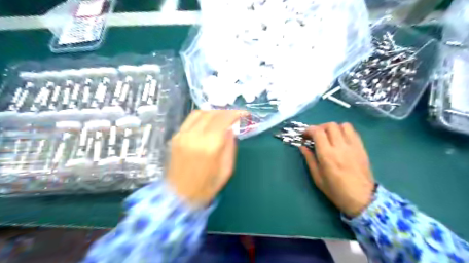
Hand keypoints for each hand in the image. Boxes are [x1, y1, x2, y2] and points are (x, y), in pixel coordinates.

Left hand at [166, 109, 245, 205]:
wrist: (178, 196)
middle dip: (226, 111)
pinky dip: (202, 117)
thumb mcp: (226, 170)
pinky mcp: (175, 137)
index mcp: (210, 146)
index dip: (235, 113)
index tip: (244, 113)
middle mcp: (194, 136)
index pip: (224, 119)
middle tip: (234, 115)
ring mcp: (182, 135)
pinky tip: (208, 122)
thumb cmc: (206, 187)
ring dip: (213, 112)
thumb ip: (230, 147)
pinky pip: (190, 120)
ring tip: (222, 117)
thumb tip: (230, 130)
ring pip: (200, 113)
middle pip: (212, 113)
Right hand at [302, 122, 376, 216]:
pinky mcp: (362, 148)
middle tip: (315, 136)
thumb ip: (309, 159)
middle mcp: (340, 147)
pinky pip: (353, 132)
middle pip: (330, 125)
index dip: (309, 130)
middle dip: (320, 128)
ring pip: (343, 125)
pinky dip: (344, 131)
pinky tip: (340, 139)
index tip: (305, 136)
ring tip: (329, 136)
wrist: (362, 199)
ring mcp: (353, 146)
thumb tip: (302, 147)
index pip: (318, 132)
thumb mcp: (317, 178)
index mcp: (327, 155)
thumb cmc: (336, 191)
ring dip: (333, 128)